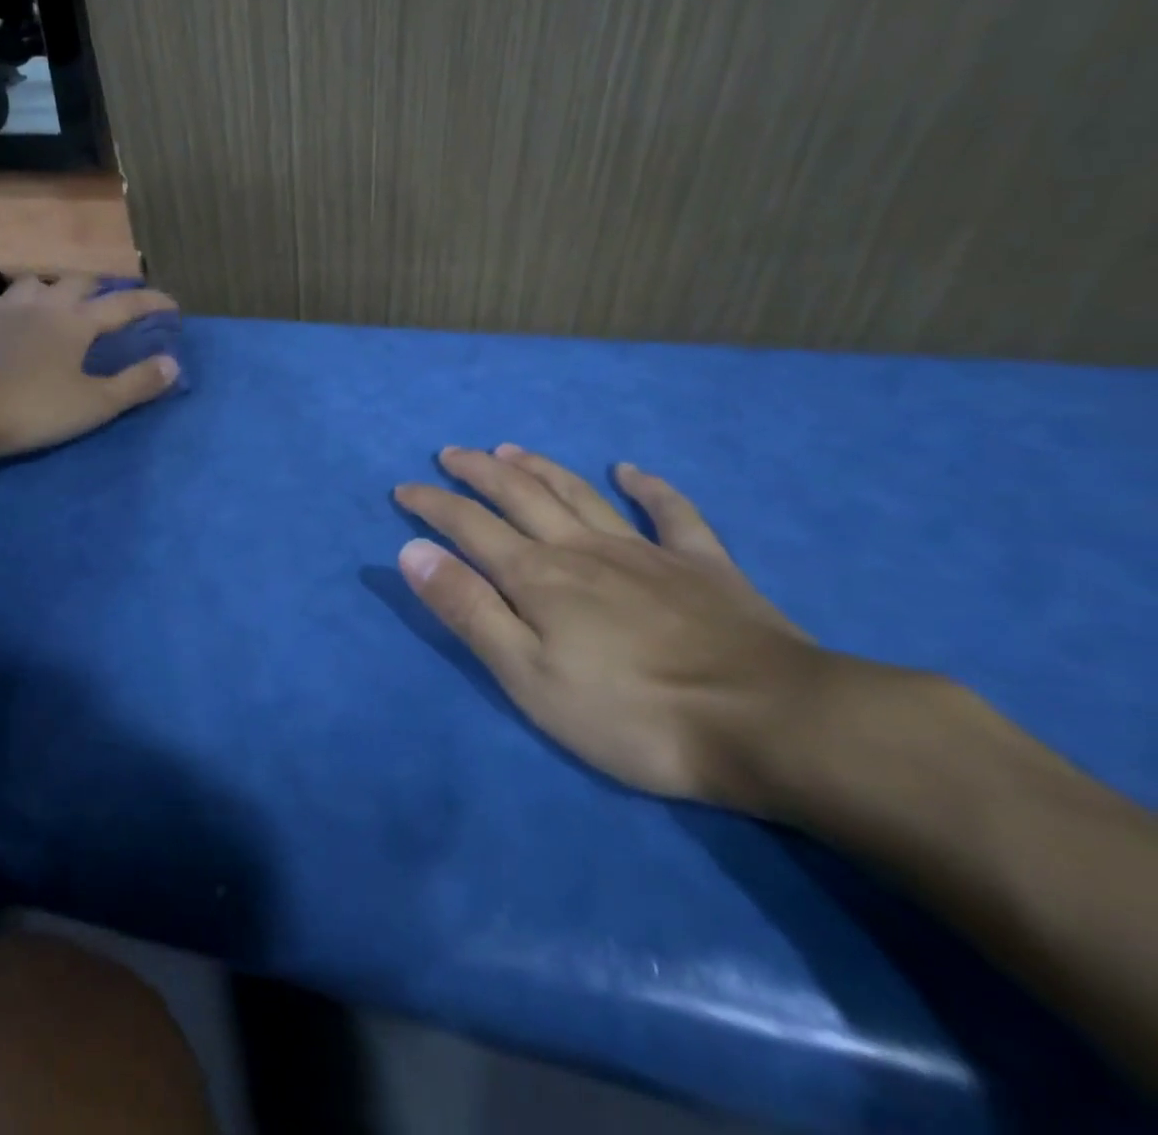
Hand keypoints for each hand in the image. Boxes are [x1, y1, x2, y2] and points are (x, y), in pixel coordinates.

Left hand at [0, 275, 180, 458]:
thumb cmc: (30, 409)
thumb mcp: (93, 405)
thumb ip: (135, 384)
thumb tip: (173, 363)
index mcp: (76, 322)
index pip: (124, 304)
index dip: (152, 302)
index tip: (172, 305)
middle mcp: (43, 303)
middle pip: (79, 281)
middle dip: (103, 288)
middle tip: (111, 304)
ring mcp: (3, 307)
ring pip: (37, 282)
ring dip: (57, 289)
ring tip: (61, 307)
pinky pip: (3, 299)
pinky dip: (19, 304)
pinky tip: (14, 320)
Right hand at [395, 446, 871, 811]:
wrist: (770, 724)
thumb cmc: (631, 713)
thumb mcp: (527, 674)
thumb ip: (468, 609)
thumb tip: (412, 551)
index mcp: (537, 576)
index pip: (468, 525)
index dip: (432, 504)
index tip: (403, 488)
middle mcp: (582, 548)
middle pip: (520, 495)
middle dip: (478, 472)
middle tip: (450, 454)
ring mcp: (645, 551)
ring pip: (580, 494)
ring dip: (540, 468)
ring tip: (510, 450)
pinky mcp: (703, 565)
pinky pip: (672, 513)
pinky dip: (649, 487)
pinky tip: (631, 470)